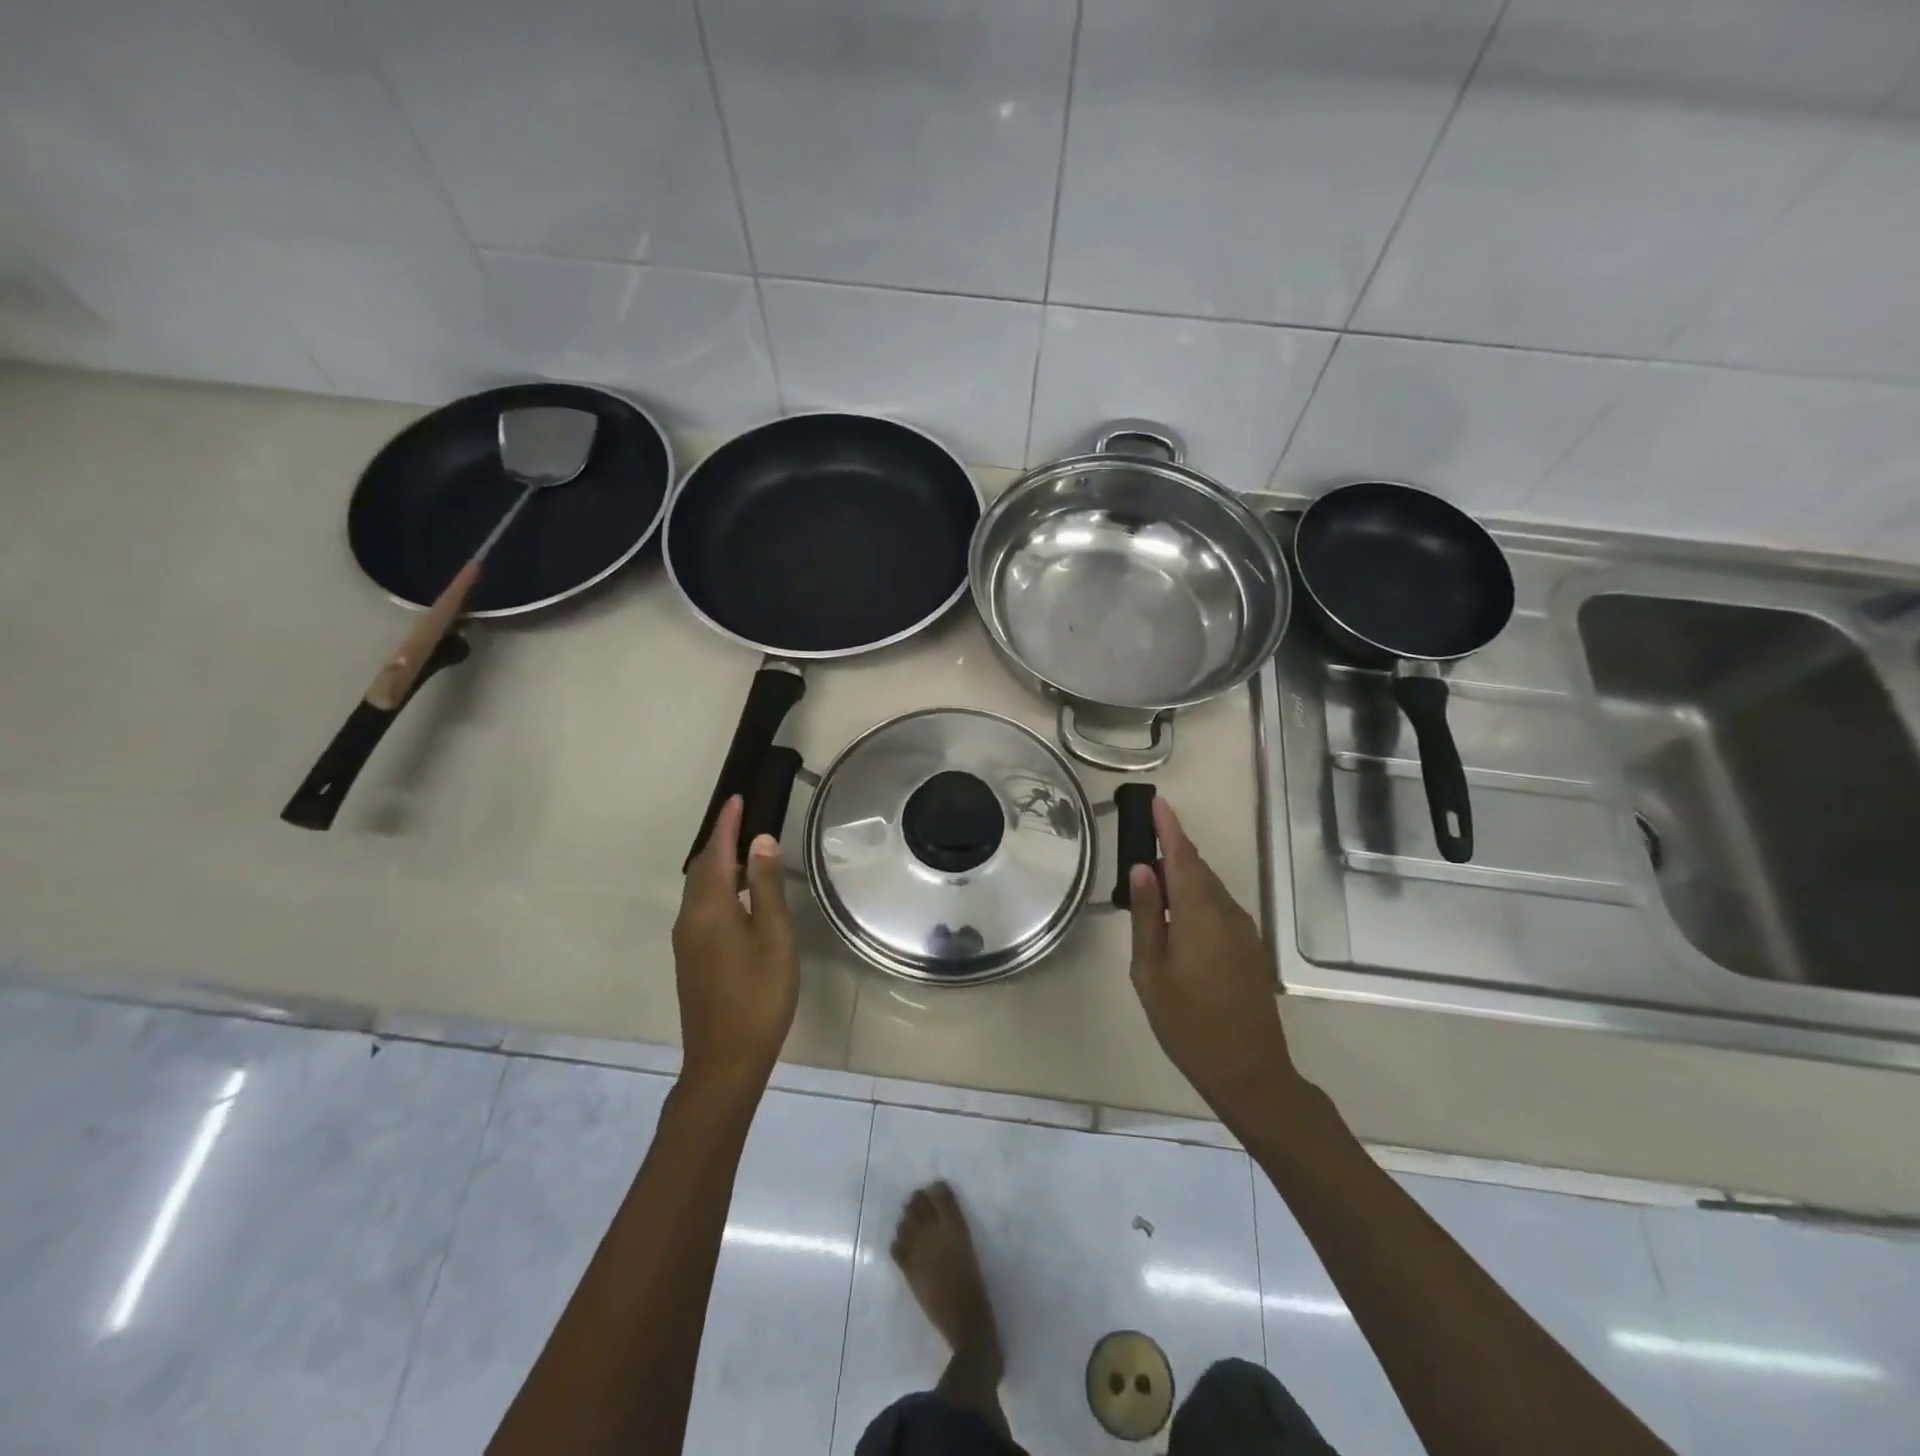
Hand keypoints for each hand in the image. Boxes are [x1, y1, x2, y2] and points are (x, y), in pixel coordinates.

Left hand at [672, 796, 799, 1101]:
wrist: (725, 1061)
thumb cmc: (758, 996)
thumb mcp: (774, 938)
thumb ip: (767, 888)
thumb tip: (760, 842)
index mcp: (709, 909)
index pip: (716, 853)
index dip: (727, 825)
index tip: (738, 799)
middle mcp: (690, 919)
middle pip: (702, 869)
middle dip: (721, 842)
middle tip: (744, 820)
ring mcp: (687, 942)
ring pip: (700, 890)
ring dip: (720, 866)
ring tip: (749, 854)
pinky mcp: (691, 960)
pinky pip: (701, 908)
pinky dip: (719, 889)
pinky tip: (741, 897)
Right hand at [1128, 796, 1302, 1126]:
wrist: (1250, 1071)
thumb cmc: (1188, 1023)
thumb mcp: (1150, 971)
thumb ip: (1146, 916)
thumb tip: (1142, 868)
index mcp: (1200, 914)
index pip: (1182, 856)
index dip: (1169, 827)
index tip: (1157, 802)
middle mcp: (1227, 912)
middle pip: (1197, 869)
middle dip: (1172, 851)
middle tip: (1141, 846)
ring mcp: (1244, 930)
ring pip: (1209, 888)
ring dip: (1183, 877)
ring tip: (1152, 884)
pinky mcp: (1250, 947)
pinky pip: (1219, 907)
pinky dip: (1196, 898)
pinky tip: (1177, 916)